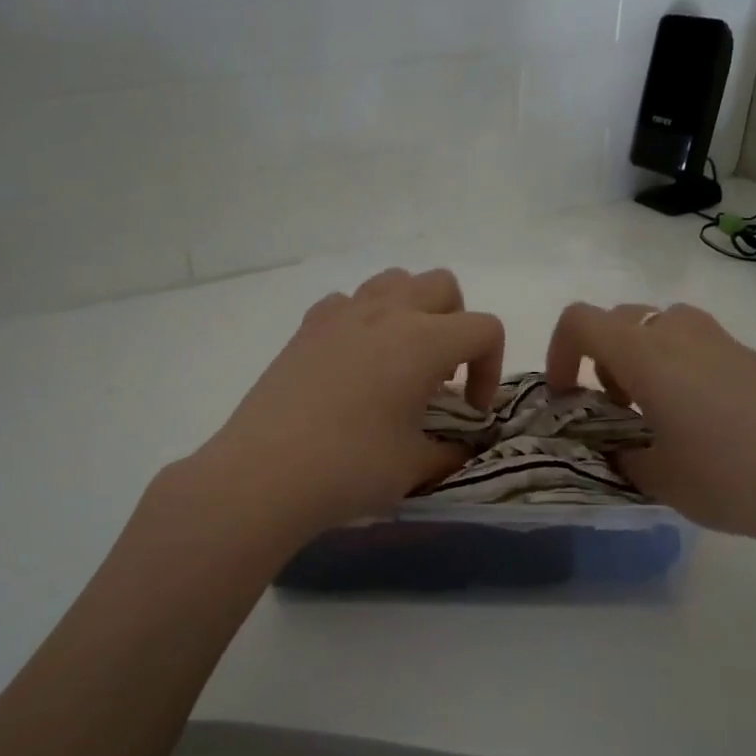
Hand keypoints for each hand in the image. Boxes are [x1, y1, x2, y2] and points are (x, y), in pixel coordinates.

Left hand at [191, 268, 503, 539]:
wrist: (264, 474)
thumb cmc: (350, 468)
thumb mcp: (415, 466)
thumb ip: (450, 451)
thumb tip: (460, 448)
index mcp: (423, 341)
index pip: (484, 329)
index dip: (491, 369)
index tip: (470, 410)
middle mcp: (386, 313)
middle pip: (442, 287)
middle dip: (457, 324)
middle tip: (441, 375)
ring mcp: (341, 314)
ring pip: (394, 281)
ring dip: (412, 311)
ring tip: (401, 360)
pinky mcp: (307, 327)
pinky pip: (348, 303)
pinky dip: (364, 321)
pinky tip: (354, 363)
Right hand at [545, 301, 755, 559]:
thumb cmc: (729, 477)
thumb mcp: (659, 479)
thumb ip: (623, 458)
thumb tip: (618, 451)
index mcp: (645, 355)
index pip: (580, 321)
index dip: (559, 352)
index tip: (565, 396)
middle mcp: (679, 334)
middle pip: (620, 317)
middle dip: (602, 356)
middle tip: (614, 406)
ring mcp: (721, 341)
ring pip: (662, 324)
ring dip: (642, 355)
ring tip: (655, 409)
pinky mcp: (753, 358)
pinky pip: (698, 343)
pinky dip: (679, 366)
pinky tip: (701, 420)